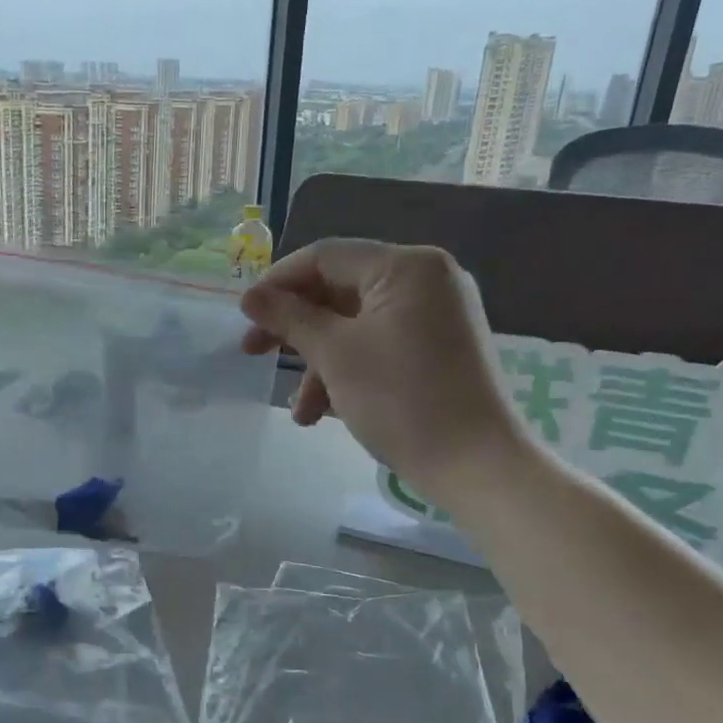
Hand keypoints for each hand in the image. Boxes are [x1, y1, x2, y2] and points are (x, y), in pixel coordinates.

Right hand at [239, 238, 520, 487]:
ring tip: (300, 411)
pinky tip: (326, 412)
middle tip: (253, 353)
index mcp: (406, 266)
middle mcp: (427, 279)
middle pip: (340, 290)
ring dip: (320, 362)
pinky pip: (382, 345)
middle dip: (295, 328)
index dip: (277, 283)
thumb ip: (290, 318)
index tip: (244, 315)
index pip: (325, 257)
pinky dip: (351, 370)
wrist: (477, 465)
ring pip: (358, 325)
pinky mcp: (442, 349)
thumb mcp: (335, 354)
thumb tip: (250, 297)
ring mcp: (438, 315)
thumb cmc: (401, 399)